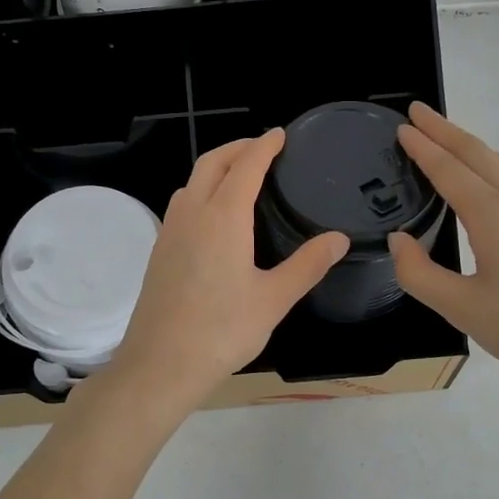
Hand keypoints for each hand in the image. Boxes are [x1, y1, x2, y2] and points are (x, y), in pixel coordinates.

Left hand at [103, 130, 348, 410]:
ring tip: (241, 177)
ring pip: (192, 182)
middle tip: (262, 148)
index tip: (280, 134)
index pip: (245, 166)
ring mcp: (170, 231)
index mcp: (223, 217)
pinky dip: (201, 191)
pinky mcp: (159, 250)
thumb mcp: (274, 299)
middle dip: (237, 148)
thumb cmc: (222, 330)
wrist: (160, 363)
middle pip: (212, 163)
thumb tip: (339, 238)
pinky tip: (215, 216)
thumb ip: (308, 265)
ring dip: (216, 168)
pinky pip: (182, 204)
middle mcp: (192, 214)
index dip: (263, 146)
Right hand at [389, 103, 498, 404]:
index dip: (423, 148)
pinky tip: (480, 179)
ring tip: (442, 137)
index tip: (401, 126)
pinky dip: (487, 165)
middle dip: (445, 130)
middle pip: (478, 153)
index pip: (450, 170)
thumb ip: (420, 274)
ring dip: (467, 145)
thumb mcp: (463, 310)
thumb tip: (398, 241)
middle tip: (417, 112)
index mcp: (495, 216)